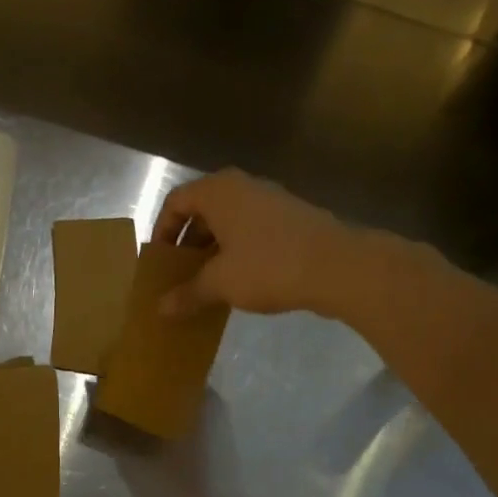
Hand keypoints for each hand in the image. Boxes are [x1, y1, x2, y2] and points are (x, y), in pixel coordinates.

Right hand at [154, 169, 356, 317]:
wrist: (338, 266)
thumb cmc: (268, 266)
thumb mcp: (219, 283)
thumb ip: (187, 294)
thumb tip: (161, 309)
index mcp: (219, 191)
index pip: (176, 202)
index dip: (161, 231)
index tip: (159, 262)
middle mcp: (242, 187)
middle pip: (202, 211)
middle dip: (187, 244)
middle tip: (179, 275)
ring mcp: (270, 200)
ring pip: (228, 222)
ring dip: (212, 250)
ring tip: (206, 283)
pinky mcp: (290, 219)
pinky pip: (250, 231)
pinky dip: (236, 252)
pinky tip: (238, 282)